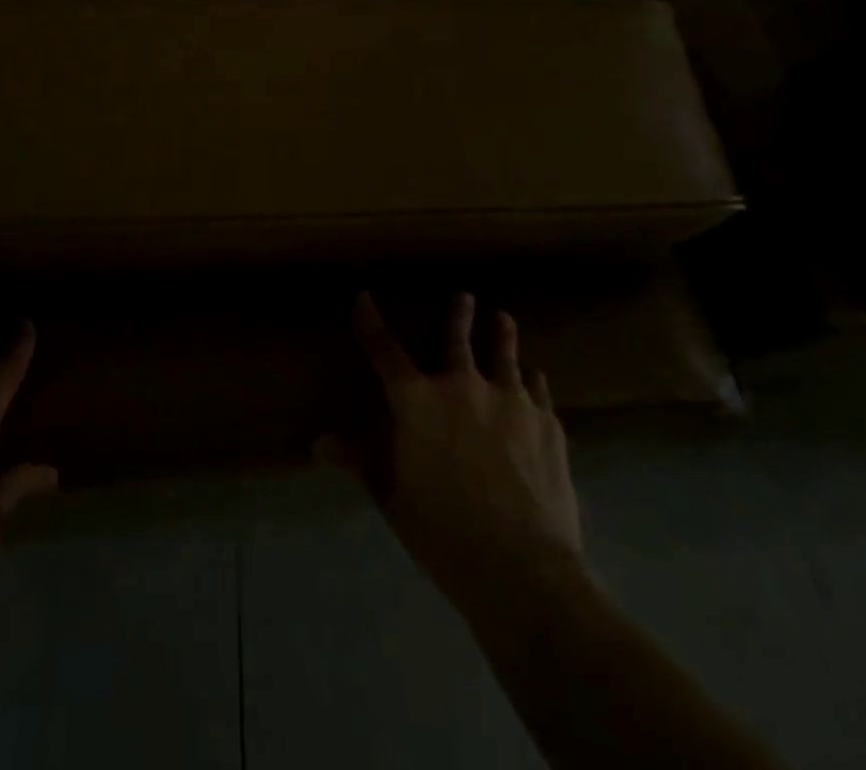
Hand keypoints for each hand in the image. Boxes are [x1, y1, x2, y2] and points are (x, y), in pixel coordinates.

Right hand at [319, 292, 586, 613]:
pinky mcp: (546, 423)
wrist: (522, 569)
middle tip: (463, 295)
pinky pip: (537, 389)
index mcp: (416, 400)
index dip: (370, 321)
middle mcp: (461, 386)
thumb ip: (358, 461)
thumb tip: (319, 443)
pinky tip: (533, 376)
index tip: (364, 298)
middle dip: (457, 313)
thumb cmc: (442, 532)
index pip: (384, 350)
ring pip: (504, 354)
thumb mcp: (391, 497)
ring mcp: (509, 401)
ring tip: (502, 318)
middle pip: (456, 337)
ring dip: (501, 333)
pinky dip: (530, 378)